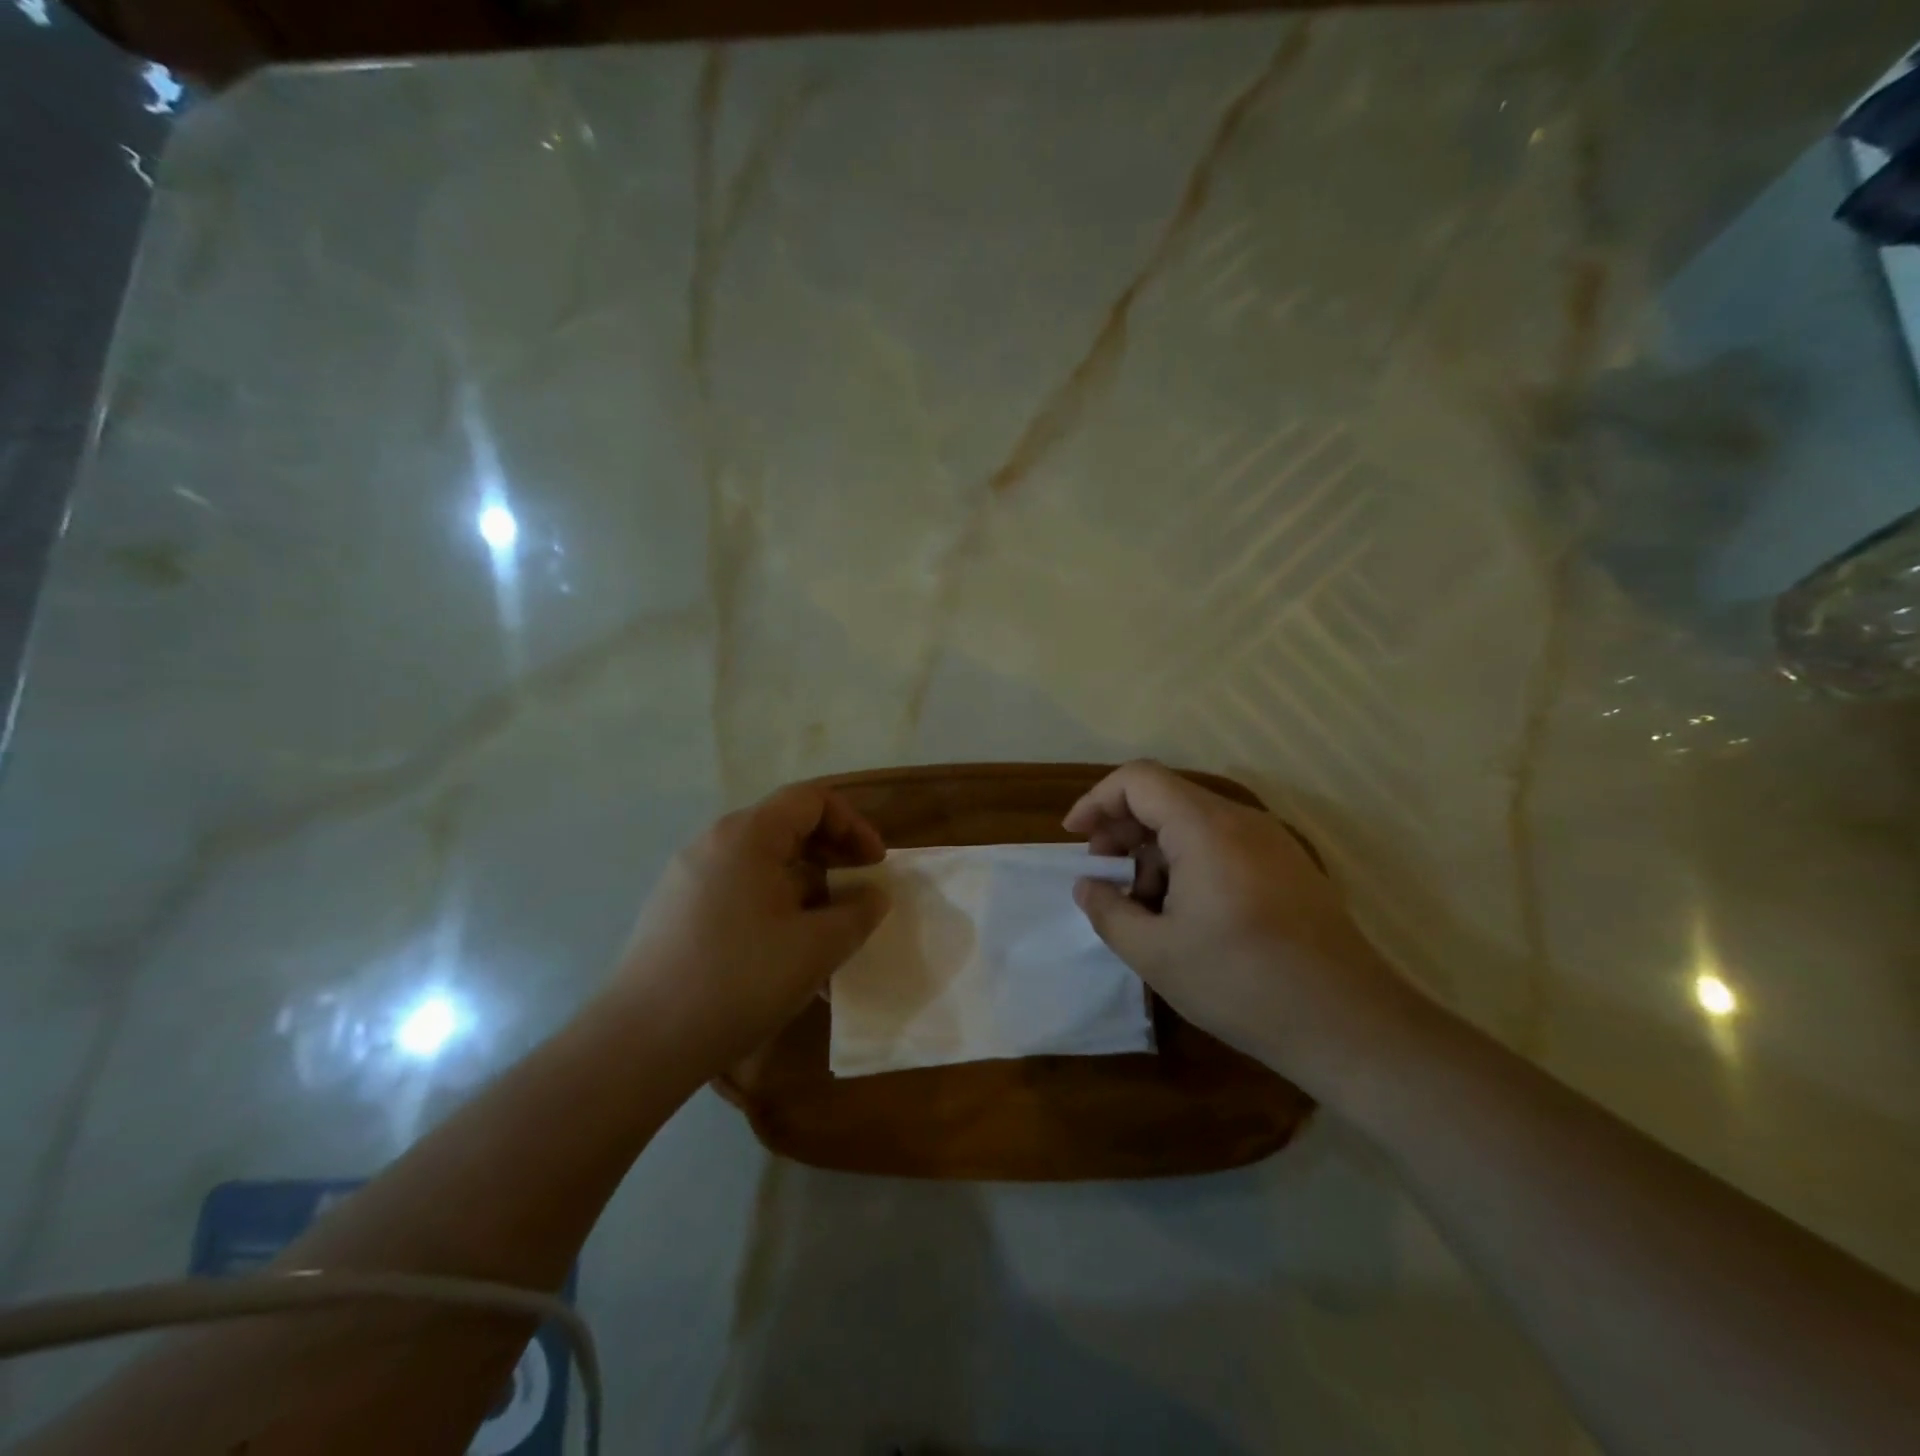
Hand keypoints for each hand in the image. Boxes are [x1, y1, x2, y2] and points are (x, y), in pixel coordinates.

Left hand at [614, 784, 891, 1073]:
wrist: (640, 1043)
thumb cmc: (739, 981)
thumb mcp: (817, 947)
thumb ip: (858, 913)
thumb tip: (873, 895)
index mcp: (747, 835)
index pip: (812, 799)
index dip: (854, 825)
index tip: (875, 866)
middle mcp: (713, 843)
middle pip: (786, 827)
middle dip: (832, 857)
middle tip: (858, 894)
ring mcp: (688, 878)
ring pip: (762, 865)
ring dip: (805, 888)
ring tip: (827, 934)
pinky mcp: (675, 912)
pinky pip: (737, 892)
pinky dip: (773, 907)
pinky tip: (785, 957)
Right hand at [1064, 760, 1415, 1090]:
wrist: (1348, 1023)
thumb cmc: (1241, 982)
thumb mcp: (1155, 953)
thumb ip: (1107, 911)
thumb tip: (1088, 886)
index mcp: (1205, 828)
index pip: (1138, 779)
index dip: (1097, 800)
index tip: (1075, 838)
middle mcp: (1240, 819)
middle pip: (1165, 797)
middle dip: (1122, 829)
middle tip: (1103, 876)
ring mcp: (1270, 841)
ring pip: (1193, 821)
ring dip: (1154, 850)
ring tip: (1142, 904)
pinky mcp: (1287, 866)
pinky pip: (1222, 843)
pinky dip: (1188, 861)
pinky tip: (1184, 912)